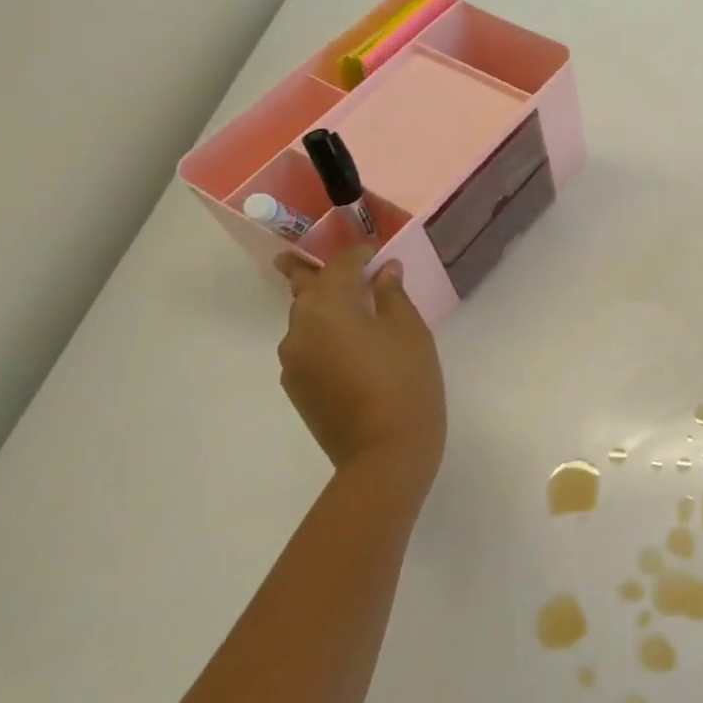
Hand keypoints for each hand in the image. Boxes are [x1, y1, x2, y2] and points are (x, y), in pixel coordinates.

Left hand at [274, 247, 446, 501]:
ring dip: (318, 306)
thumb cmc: (406, 381)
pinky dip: (321, 335)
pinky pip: (306, 347)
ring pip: (303, 320)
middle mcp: (300, 327)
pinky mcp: (296, 387)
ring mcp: (292, 360)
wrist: (384, 452)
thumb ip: (392, 295)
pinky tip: (345, 346)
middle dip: (308, 271)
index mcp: (328, 306)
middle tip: (298, 256)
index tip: (375, 250)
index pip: (340, 265)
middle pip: (304, 289)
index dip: (359, 253)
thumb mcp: (410, 331)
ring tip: (337, 304)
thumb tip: (384, 272)